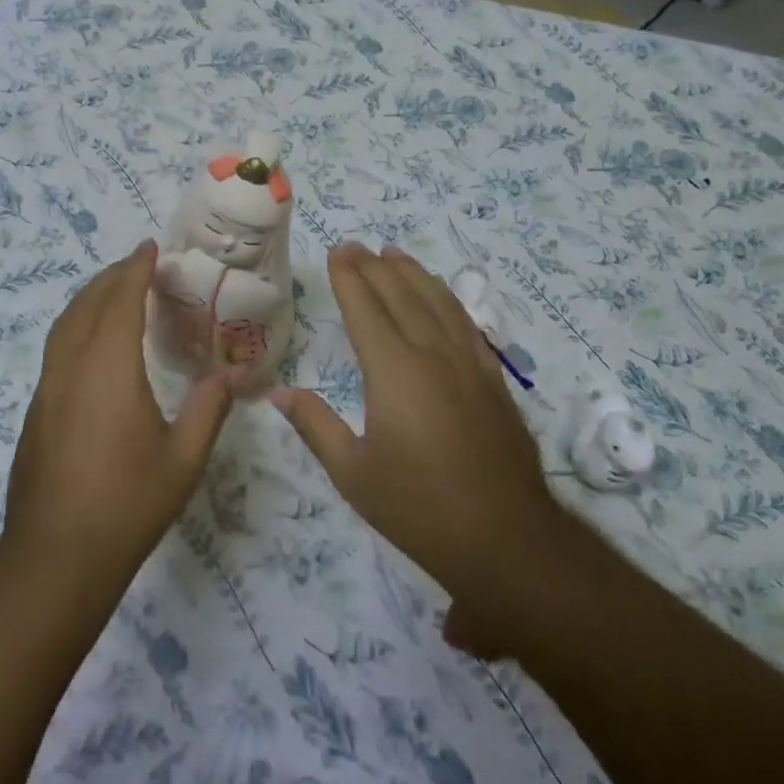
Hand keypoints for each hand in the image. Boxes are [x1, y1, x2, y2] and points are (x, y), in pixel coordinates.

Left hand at [4, 242, 232, 589]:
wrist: (55, 556)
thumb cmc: (126, 504)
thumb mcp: (183, 459)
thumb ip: (209, 408)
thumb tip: (232, 374)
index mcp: (108, 369)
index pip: (120, 301)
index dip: (134, 270)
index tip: (149, 248)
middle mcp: (71, 368)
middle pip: (87, 305)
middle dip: (111, 277)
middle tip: (137, 265)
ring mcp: (47, 389)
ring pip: (64, 326)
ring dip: (89, 299)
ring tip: (114, 293)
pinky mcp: (36, 411)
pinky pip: (57, 349)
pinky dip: (77, 327)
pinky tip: (93, 346)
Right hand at [269, 243, 560, 644]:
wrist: (505, 538)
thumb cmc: (418, 507)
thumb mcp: (353, 473)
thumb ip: (316, 426)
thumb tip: (278, 393)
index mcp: (394, 372)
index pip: (366, 310)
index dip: (349, 278)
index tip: (338, 252)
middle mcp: (432, 355)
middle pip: (401, 296)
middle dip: (375, 267)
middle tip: (356, 246)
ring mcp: (468, 365)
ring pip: (438, 303)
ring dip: (413, 274)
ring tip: (395, 253)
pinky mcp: (492, 381)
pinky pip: (466, 324)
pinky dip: (448, 300)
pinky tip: (441, 298)